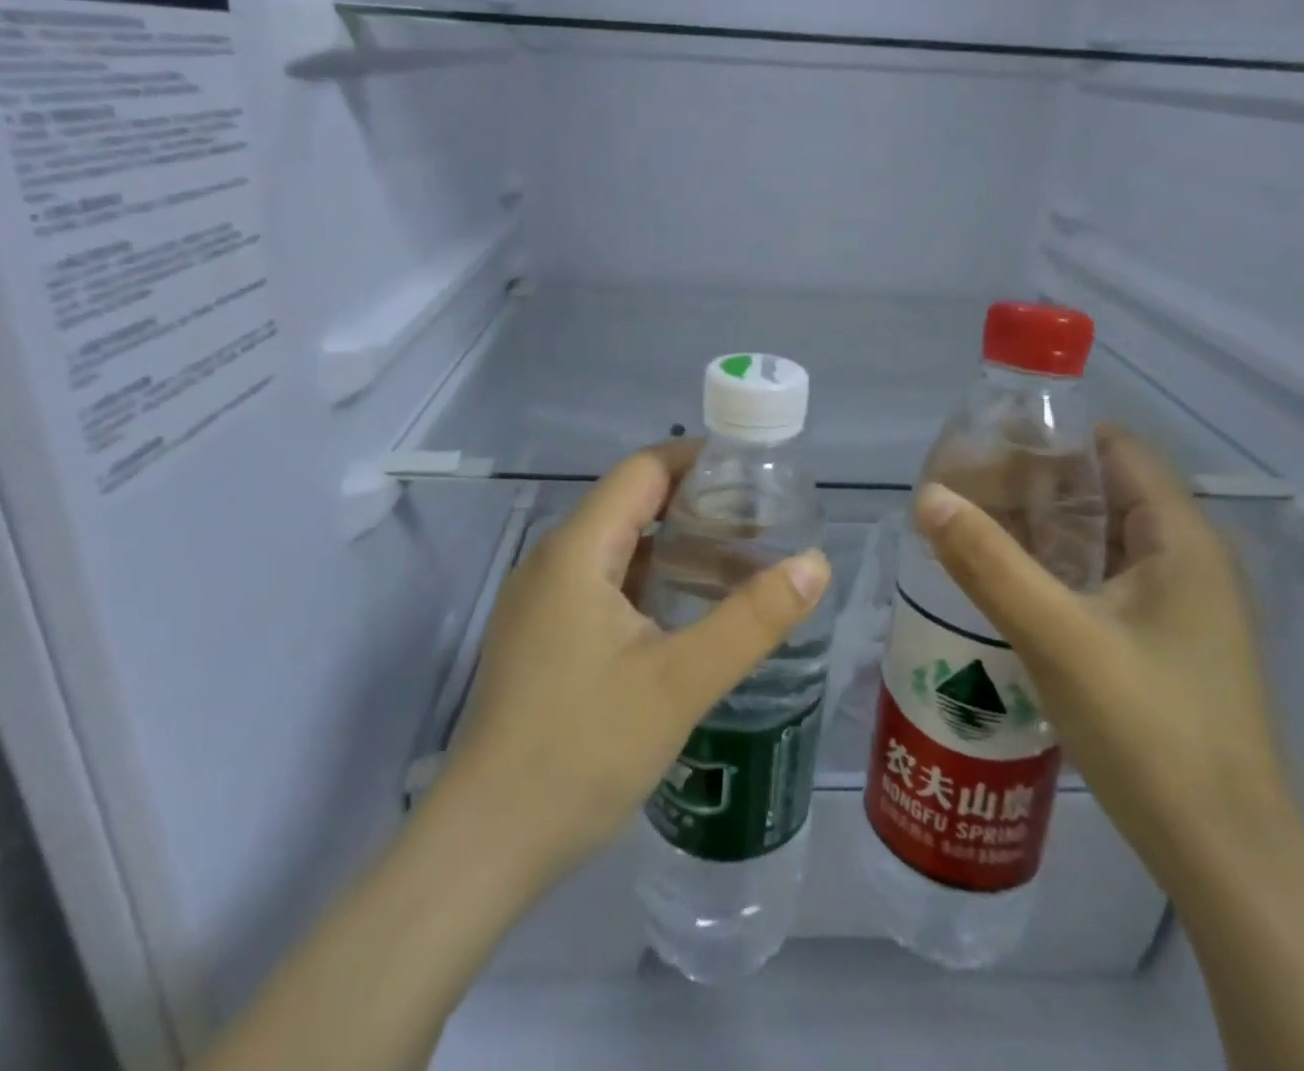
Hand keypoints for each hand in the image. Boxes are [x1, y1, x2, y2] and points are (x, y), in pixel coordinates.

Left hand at [446, 442, 832, 884]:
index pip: (643, 470)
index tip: (753, 476)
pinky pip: (600, 585)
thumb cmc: (583, 749)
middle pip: (630, 504)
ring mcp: (540, 601)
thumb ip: (753, 619)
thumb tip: (815, 563)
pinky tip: (685, 614)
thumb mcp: (681, 682)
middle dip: (694, 506)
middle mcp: (552, 561)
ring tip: (736, 565)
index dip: (697, 461)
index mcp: (576, 550)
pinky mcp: (540, 636)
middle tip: (760, 526)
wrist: (487, 843)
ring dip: (673, 547)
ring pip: (616, 548)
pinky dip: (648, 582)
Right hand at [911, 425, 1297, 891]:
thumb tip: (926, 495)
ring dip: (1039, 528)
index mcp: (1181, 539)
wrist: (1227, 861)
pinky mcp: (1167, 644)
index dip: (1051, 436)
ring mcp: (1182, 606)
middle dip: (1032, 483)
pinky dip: (1056, 568)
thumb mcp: (1057, 637)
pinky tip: (1009, 586)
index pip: (1115, 447)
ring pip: (1101, 538)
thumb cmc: (1151, 732)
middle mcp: (1189, 560)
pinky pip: (1104, 580)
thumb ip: (987, 562)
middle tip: (961, 491)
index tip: (984, 446)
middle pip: (1104, 490)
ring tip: (971, 530)